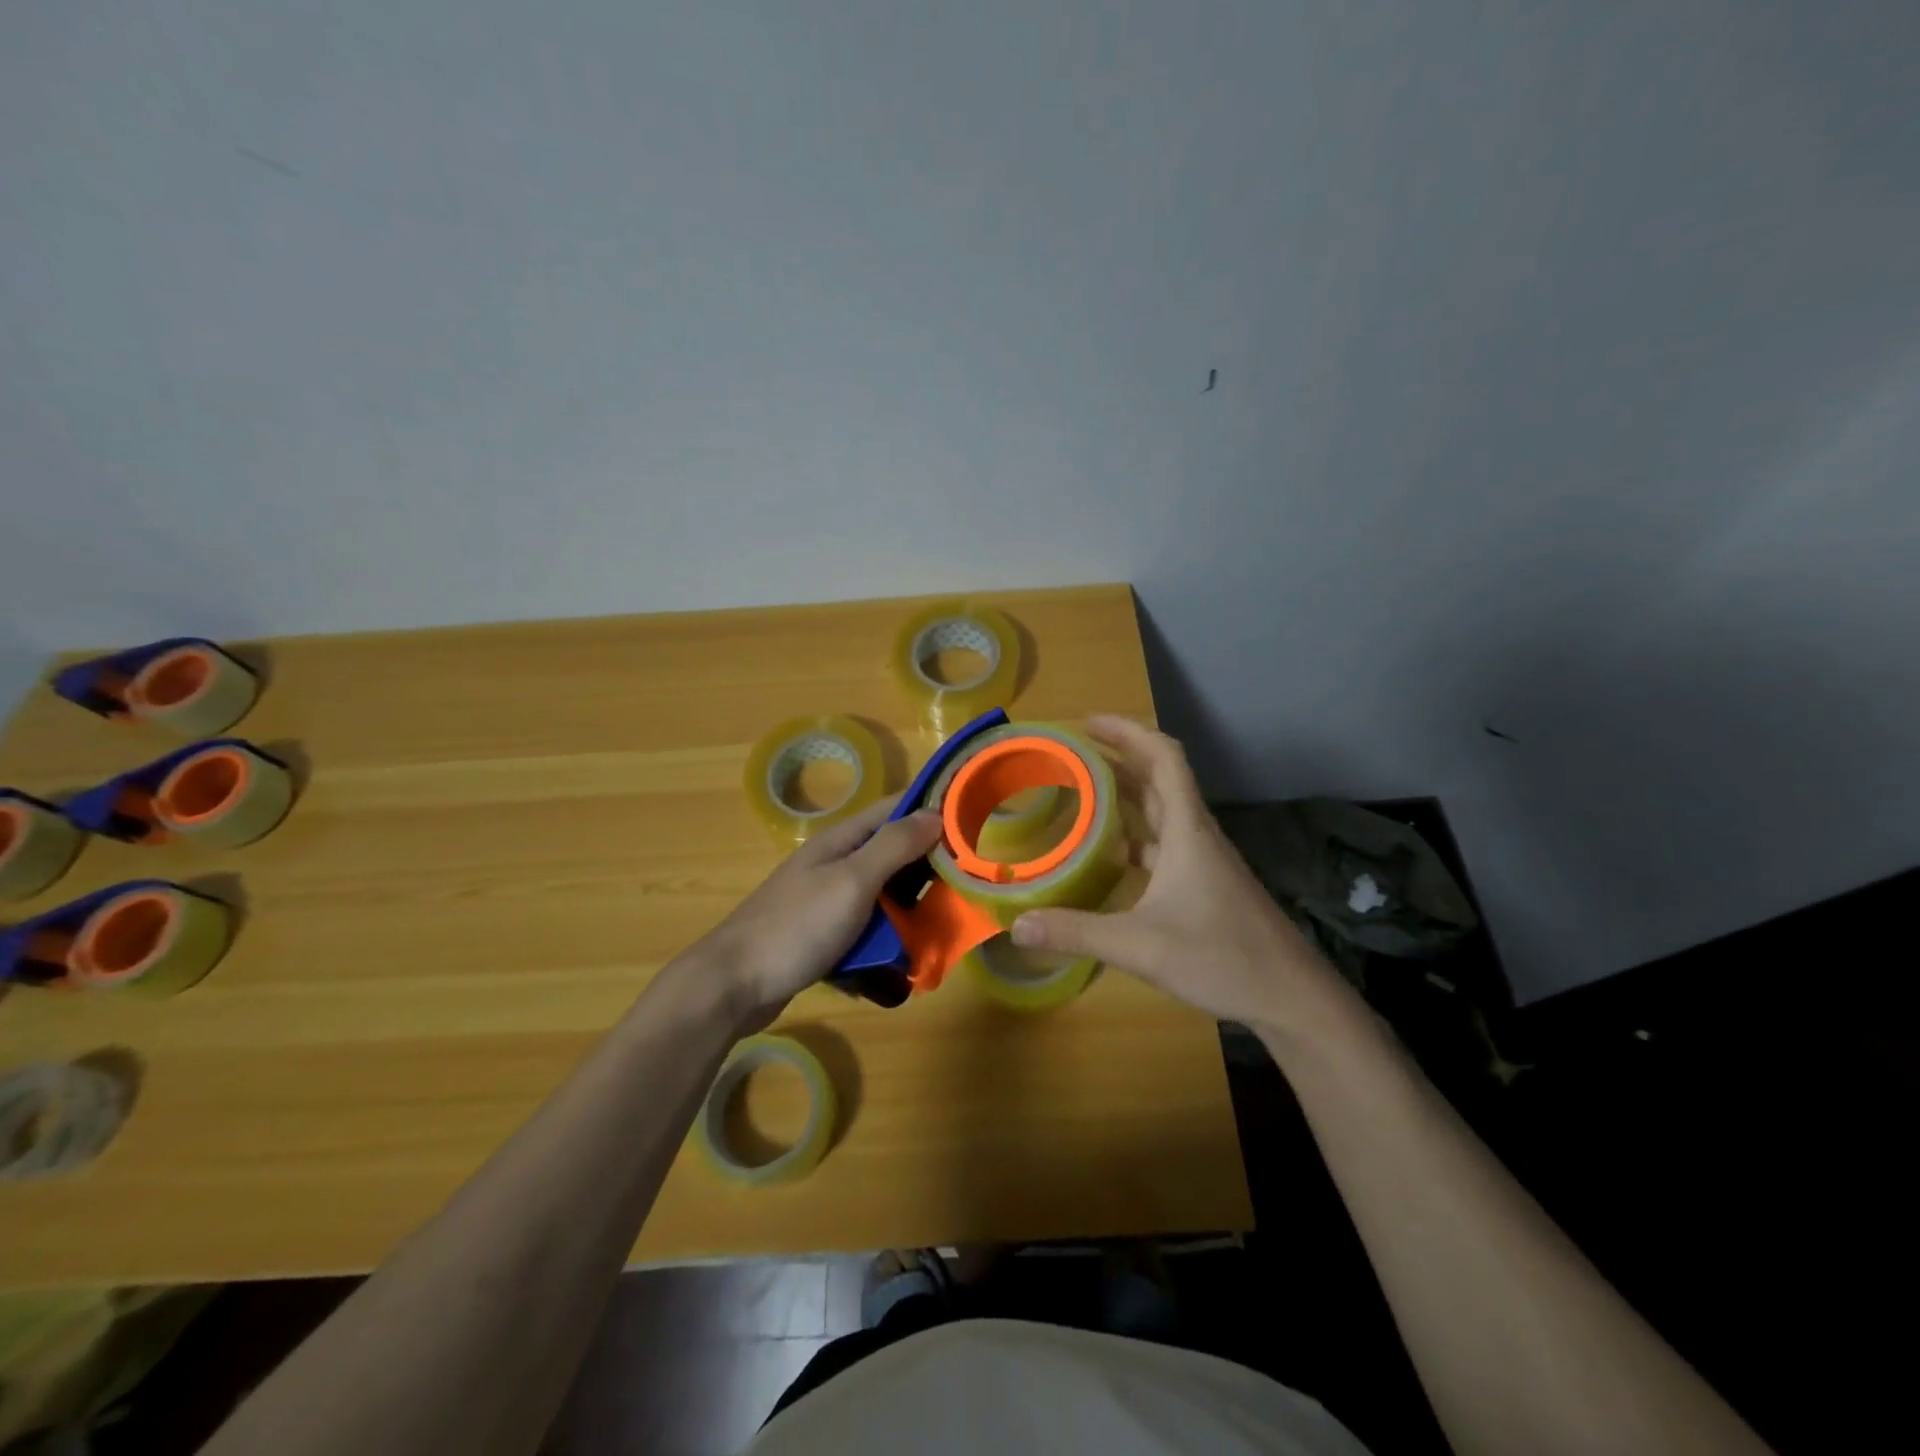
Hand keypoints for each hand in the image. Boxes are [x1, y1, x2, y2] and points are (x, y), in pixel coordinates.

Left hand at [686, 798, 944, 1032]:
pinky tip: (901, 963)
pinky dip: (884, 941)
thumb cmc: (796, 926)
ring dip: (909, 912)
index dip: (932, 810)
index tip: (973, 822)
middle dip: (928, 869)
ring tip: (940, 931)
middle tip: (965, 888)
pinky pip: (866, 929)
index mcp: (842, 841)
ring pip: (883, 896)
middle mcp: (836, 863)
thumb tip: (935, 813)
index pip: (894, 809)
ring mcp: (827, 900)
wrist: (733, 985)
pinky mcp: (823, 935)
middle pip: (893, 855)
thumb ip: (893, 846)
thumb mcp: (852, 881)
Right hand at [1010, 716, 1358, 1038]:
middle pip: (1159, 778)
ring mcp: (1204, 860)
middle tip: (1072, 754)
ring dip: (1126, 794)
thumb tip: (1016, 926)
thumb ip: (1077, 932)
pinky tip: (1111, 855)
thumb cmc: (1222, 957)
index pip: (1163, 757)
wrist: (1290, 997)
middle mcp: (1197, 835)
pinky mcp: (1206, 884)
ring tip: (1082, 793)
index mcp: (1187, 830)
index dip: (1128, 731)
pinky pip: (1165, 843)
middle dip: (1118, 757)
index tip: (1088, 723)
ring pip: (1162, 811)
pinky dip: (1136, 835)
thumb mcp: (1140, 945)